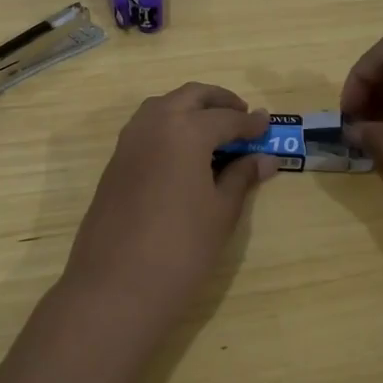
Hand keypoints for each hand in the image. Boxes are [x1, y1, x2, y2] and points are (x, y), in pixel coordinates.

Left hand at [60, 83, 275, 332]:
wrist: (115, 286)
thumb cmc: (180, 249)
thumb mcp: (221, 212)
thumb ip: (241, 177)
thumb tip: (265, 158)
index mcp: (185, 130)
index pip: (226, 118)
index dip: (250, 123)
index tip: (268, 126)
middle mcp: (153, 123)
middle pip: (191, 96)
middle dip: (219, 101)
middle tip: (242, 117)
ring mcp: (128, 141)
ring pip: (163, 107)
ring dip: (190, 109)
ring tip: (214, 132)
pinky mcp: (114, 162)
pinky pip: (146, 128)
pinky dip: (169, 126)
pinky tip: (184, 153)